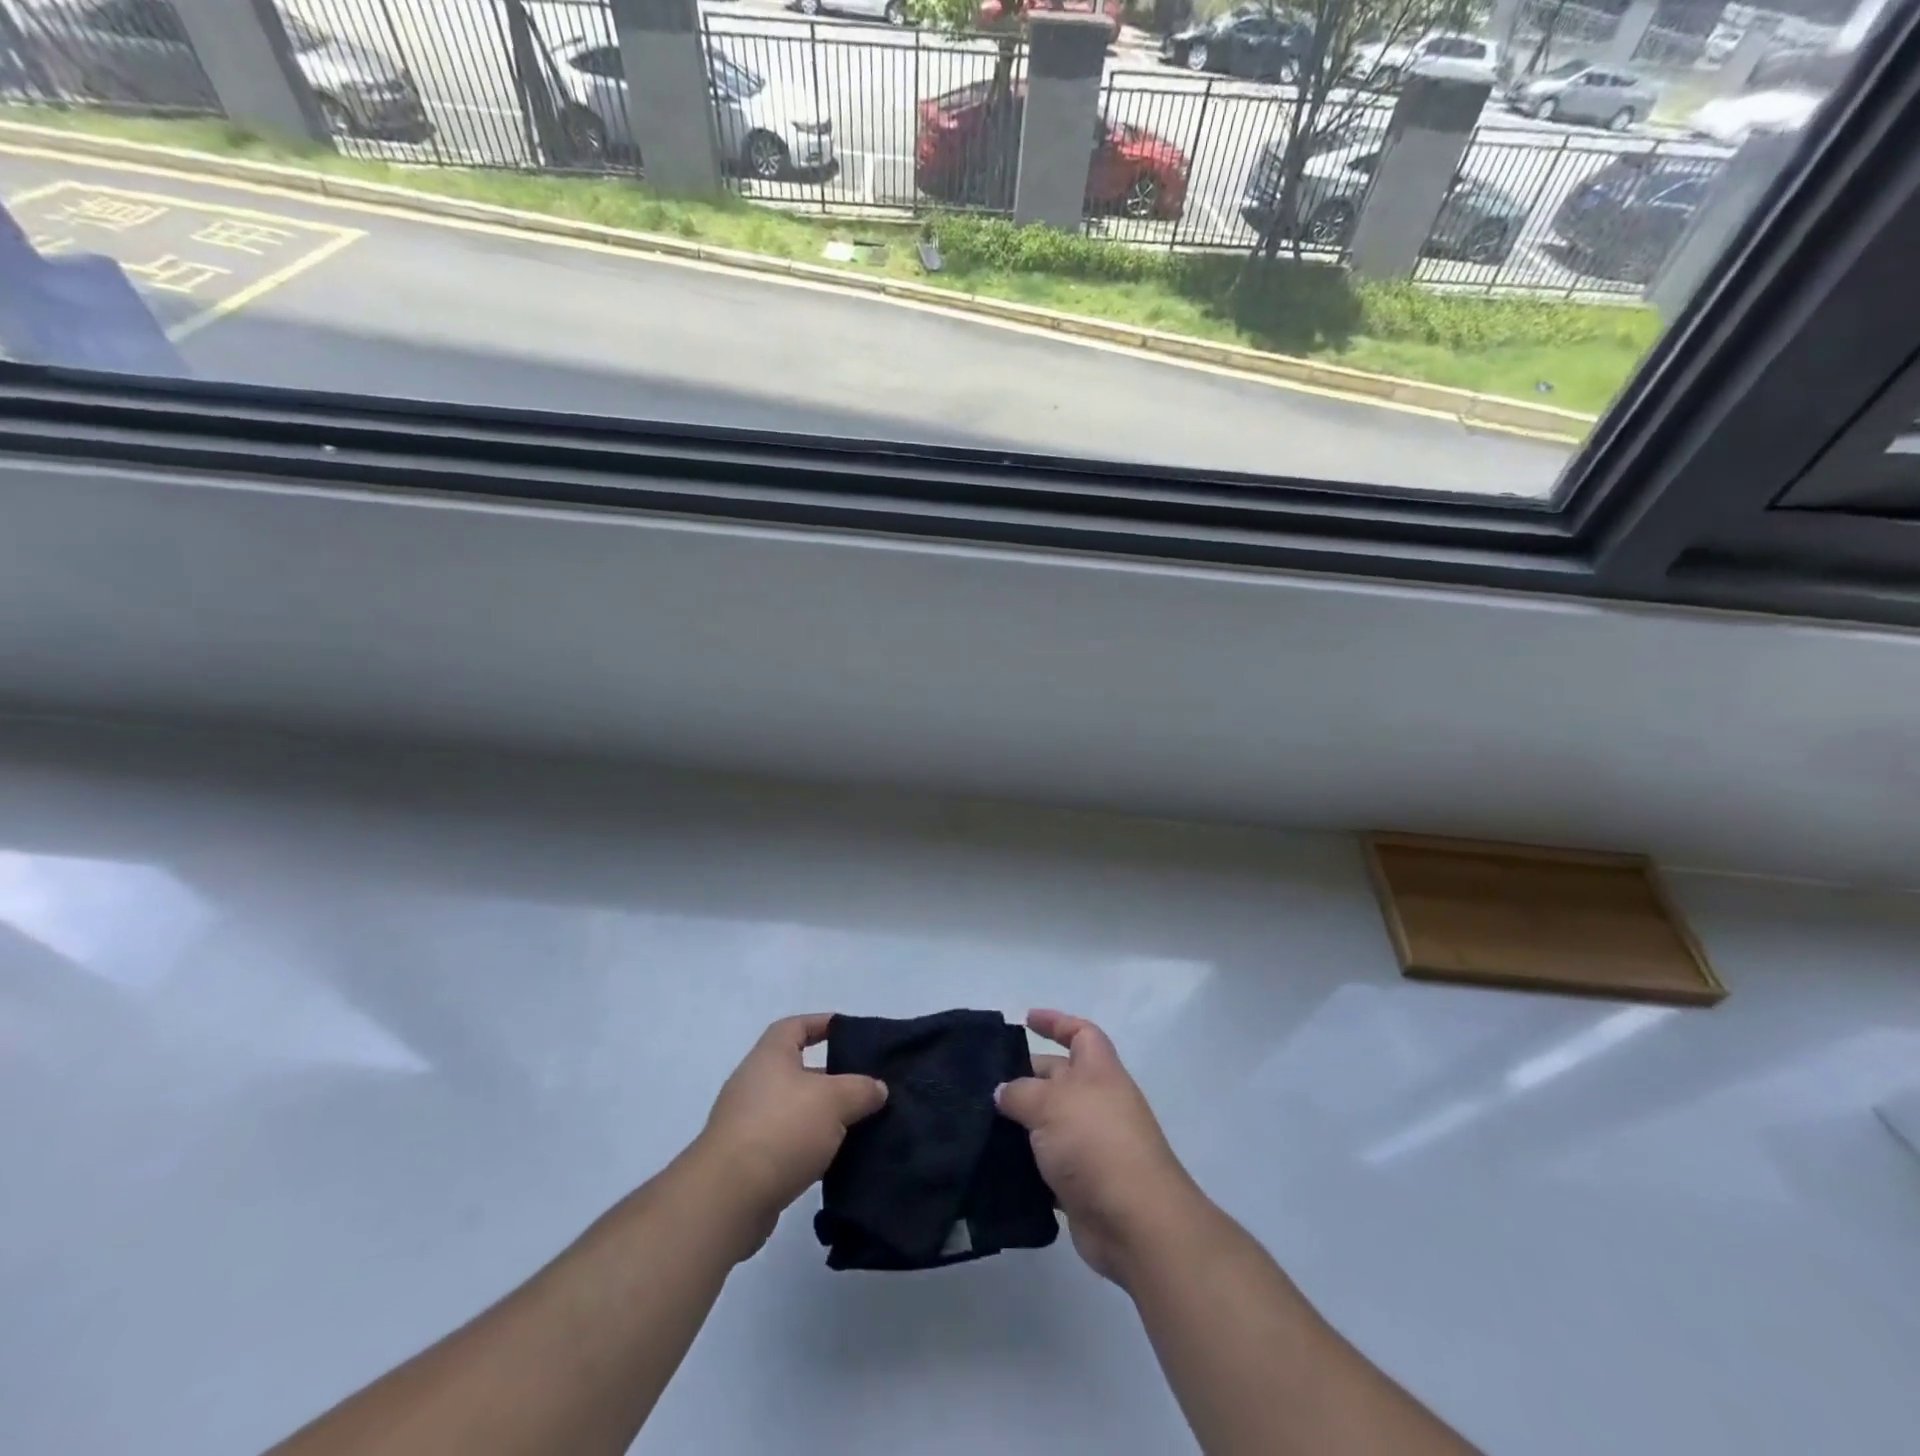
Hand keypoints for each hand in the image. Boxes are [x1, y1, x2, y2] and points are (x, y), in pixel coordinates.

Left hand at [694, 1014, 886, 1252]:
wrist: (728, 1198)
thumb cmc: (782, 1129)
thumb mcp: (834, 1100)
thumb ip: (861, 1089)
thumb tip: (877, 1088)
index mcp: (770, 1056)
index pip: (796, 1026)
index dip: (822, 1024)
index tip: (851, 1033)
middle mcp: (755, 1083)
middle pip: (799, 1070)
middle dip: (833, 1078)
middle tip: (866, 1087)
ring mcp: (748, 1123)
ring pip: (796, 1110)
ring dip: (824, 1117)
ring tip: (860, 1125)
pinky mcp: (748, 1162)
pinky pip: (787, 1143)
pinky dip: (810, 1148)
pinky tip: (837, 1160)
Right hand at [995, 1009, 1204, 1287]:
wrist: (1135, 1222)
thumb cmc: (1095, 1143)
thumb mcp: (1049, 1102)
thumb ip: (1020, 1092)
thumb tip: (1003, 1092)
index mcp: (1099, 1072)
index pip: (1081, 1033)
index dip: (1056, 1022)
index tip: (1026, 1019)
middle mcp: (1098, 1103)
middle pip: (1060, 1077)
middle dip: (1026, 1075)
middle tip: (985, 1081)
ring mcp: (1092, 1146)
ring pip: (1050, 1124)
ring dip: (1021, 1124)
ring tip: (980, 1122)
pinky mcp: (1082, 1186)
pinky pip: (1047, 1166)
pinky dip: (1025, 1164)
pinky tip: (994, 1165)